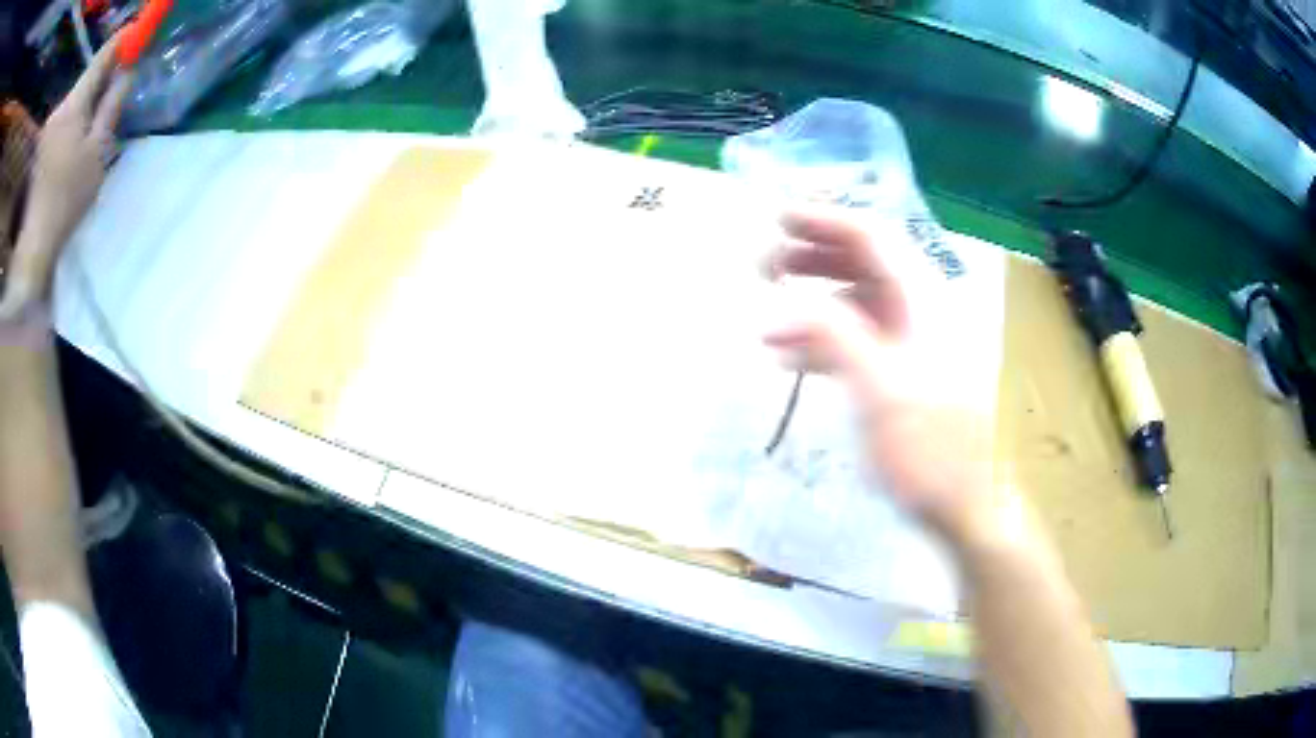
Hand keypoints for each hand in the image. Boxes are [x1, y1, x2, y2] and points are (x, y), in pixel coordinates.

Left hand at [4, 33, 130, 313]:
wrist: (33, 247)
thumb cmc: (67, 200)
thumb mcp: (97, 151)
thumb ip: (112, 104)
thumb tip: (128, 71)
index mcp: (73, 103)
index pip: (104, 54)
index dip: (124, 39)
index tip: (140, 33)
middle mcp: (60, 107)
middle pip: (88, 76)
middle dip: (105, 74)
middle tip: (122, 78)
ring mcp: (49, 126)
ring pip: (76, 97)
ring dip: (89, 97)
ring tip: (101, 111)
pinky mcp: (42, 144)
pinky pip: (65, 115)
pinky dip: (76, 115)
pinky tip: (80, 133)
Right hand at [763, 209, 1000, 545]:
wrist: (960, 504)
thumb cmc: (928, 447)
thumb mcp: (879, 389)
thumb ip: (835, 335)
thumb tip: (786, 303)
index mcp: (922, 301)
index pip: (872, 237)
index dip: (825, 220)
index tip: (777, 217)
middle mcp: (918, 310)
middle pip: (864, 262)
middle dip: (813, 256)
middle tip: (765, 264)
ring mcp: (910, 342)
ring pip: (856, 301)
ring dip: (812, 299)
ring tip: (769, 311)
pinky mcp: (900, 372)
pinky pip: (857, 339)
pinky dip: (822, 340)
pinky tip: (789, 359)